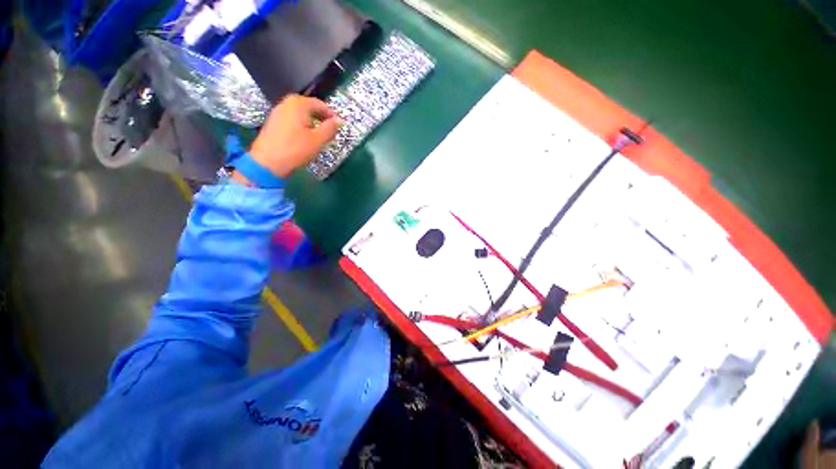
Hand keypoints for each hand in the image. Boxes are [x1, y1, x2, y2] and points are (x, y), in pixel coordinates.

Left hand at [246, 95, 340, 178]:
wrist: (268, 162)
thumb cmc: (296, 149)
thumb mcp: (318, 140)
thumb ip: (330, 128)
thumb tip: (339, 120)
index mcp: (298, 104)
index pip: (320, 104)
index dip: (331, 114)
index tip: (338, 126)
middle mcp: (287, 103)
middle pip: (308, 106)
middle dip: (321, 117)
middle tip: (330, 130)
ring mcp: (278, 111)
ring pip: (300, 113)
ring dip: (311, 121)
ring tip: (318, 135)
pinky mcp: (273, 122)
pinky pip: (292, 118)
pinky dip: (301, 124)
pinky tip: (304, 137)